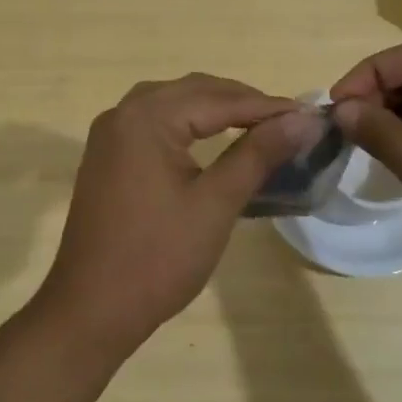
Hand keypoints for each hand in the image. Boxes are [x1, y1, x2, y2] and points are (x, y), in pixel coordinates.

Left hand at [40, 74, 320, 355]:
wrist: (91, 309)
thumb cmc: (158, 258)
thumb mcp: (216, 204)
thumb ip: (258, 154)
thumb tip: (303, 119)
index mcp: (146, 118)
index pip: (218, 99)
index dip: (267, 106)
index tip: (310, 115)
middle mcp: (122, 114)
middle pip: (193, 91)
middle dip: (242, 102)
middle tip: (288, 121)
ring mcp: (109, 135)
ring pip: (172, 103)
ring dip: (214, 109)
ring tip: (257, 126)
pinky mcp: (106, 157)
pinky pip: (153, 123)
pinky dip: (188, 124)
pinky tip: (212, 140)